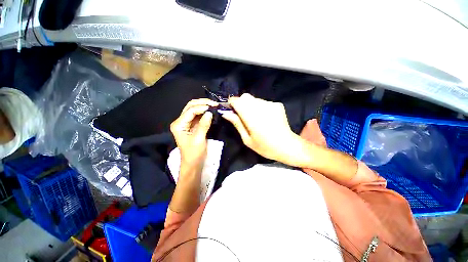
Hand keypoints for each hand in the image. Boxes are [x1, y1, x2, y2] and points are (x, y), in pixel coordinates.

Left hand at [170, 99, 217, 170]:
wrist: (193, 163)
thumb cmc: (194, 153)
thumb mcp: (199, 139)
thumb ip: (203, 125)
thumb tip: (210, 112)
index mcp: (179, 124)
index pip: (190, 110)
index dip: (202, 107)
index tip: (214, 107)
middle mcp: (181, 121)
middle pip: (191, 106)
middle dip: (203, 103)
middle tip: (215, 104)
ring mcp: (187, 123)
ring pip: (195, 109)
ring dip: (204, 106)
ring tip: (214, 106)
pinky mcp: (192, 125)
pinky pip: (198, 115)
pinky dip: (205, 112)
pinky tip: (211, 111)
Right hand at [221, 93, 301, 164]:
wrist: (287, 146)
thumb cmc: (265, 147)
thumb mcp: (247, 139)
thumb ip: (237, 124)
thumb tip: (226, 113)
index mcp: (252, 117)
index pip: (237, 101)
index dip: (232, 104)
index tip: (231, 110)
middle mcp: (261, 107)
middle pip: (245, 97)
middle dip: (241, 104)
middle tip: (242, 116)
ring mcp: (270, 104)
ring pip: (254, 99)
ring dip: (250, 106)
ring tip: (255, 118)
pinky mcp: (277, 104)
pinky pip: (263, 102)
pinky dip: (259, 107)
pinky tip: (264, 117)